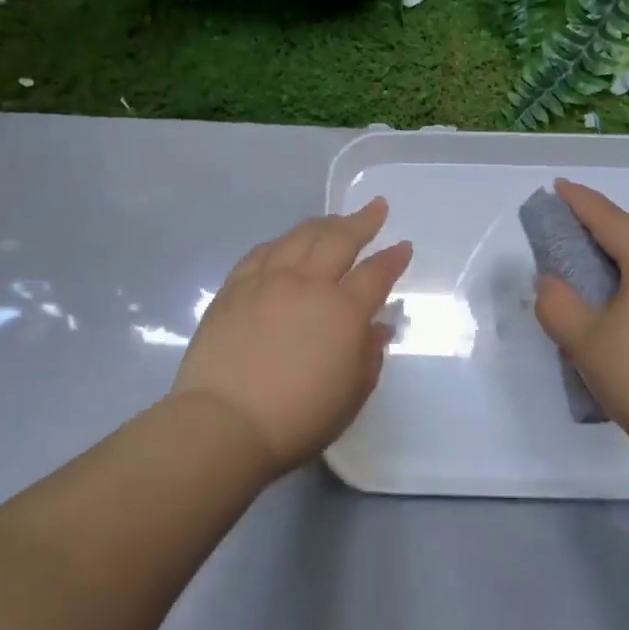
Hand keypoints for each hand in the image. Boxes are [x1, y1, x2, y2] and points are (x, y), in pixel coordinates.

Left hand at [172, 199, 412, 477]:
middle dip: (362, 221)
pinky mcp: (233, 290)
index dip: (393, 259)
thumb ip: (368, 356)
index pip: (375, 274)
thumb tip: (376, 328)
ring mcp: (266, 282)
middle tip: (376, 207)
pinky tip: (284, 242)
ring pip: (298, 238)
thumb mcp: (351, 394)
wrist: (225, 422)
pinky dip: (280, 242)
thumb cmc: (298, 417)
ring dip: (322, 224)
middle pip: (338, 240)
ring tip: (334, 219)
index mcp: (342, 310)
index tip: (403, 247)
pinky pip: (260, 253)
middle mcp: (306, 284)